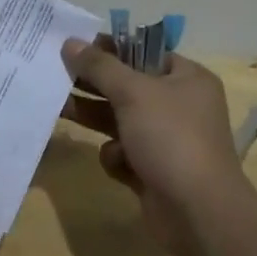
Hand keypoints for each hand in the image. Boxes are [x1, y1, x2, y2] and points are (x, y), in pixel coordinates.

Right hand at [61, 36, 248, 255]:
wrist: (198, 213)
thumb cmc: (171, 138)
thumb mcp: (132, 92)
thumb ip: (99, 66)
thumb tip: (71, 42)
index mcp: (187, 78)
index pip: (144, 52)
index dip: (110, 48)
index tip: (76, 46)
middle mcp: (180, 105)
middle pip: (128, 86)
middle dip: (95, 84)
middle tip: (58, 75)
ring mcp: (167, 140)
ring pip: (121, 120)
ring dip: (95, 117)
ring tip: (60, 108)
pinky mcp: (154, 171)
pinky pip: (124, 153)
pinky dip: (117, 156)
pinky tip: (118, 163)